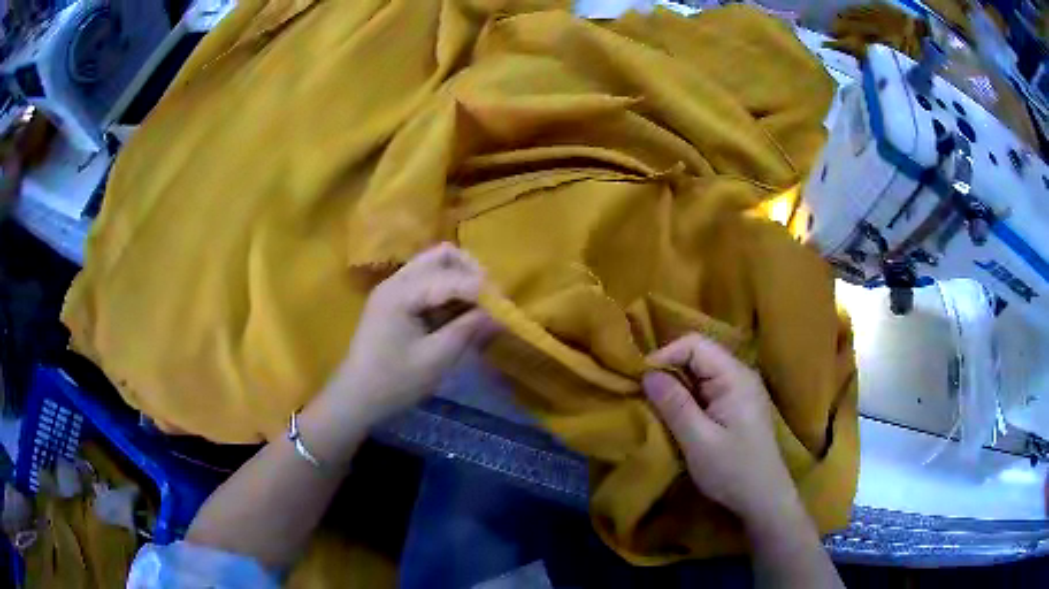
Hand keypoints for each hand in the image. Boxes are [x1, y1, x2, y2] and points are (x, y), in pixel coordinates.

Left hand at [321, 243, 495, 428]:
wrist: (355, 399)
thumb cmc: (393, 383)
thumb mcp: (435, 360)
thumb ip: (467, 330)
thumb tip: (498, 314)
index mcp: (401, 293)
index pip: (451, 277)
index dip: (481, 290)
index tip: (505, 309)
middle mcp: (397, 281)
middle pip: (442, 256)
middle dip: (472, 272)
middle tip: (490, 301)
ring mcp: (394, 289)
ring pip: (436, 266)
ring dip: (461, 280)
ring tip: (478, 309)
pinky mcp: (396, 301)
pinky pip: (428, 282)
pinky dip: (449, 291)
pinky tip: (459, 315)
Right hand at [642, 334, 795, 524]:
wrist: (764, 498)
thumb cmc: (733, 470)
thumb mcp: (698, 441)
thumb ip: (674, 404)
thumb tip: (647, 373)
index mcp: (734, 377)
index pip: (695, 344)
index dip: (665, 355)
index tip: (641, 380)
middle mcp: (739, 374)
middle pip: (698, 354)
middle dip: (668, 369)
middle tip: (643, 394)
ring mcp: (740, 389)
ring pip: (700, 371)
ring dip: (676, 384)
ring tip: (655, 404)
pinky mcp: (736, 404)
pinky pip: (707, 387)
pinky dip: (687, 396)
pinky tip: (676, 414)